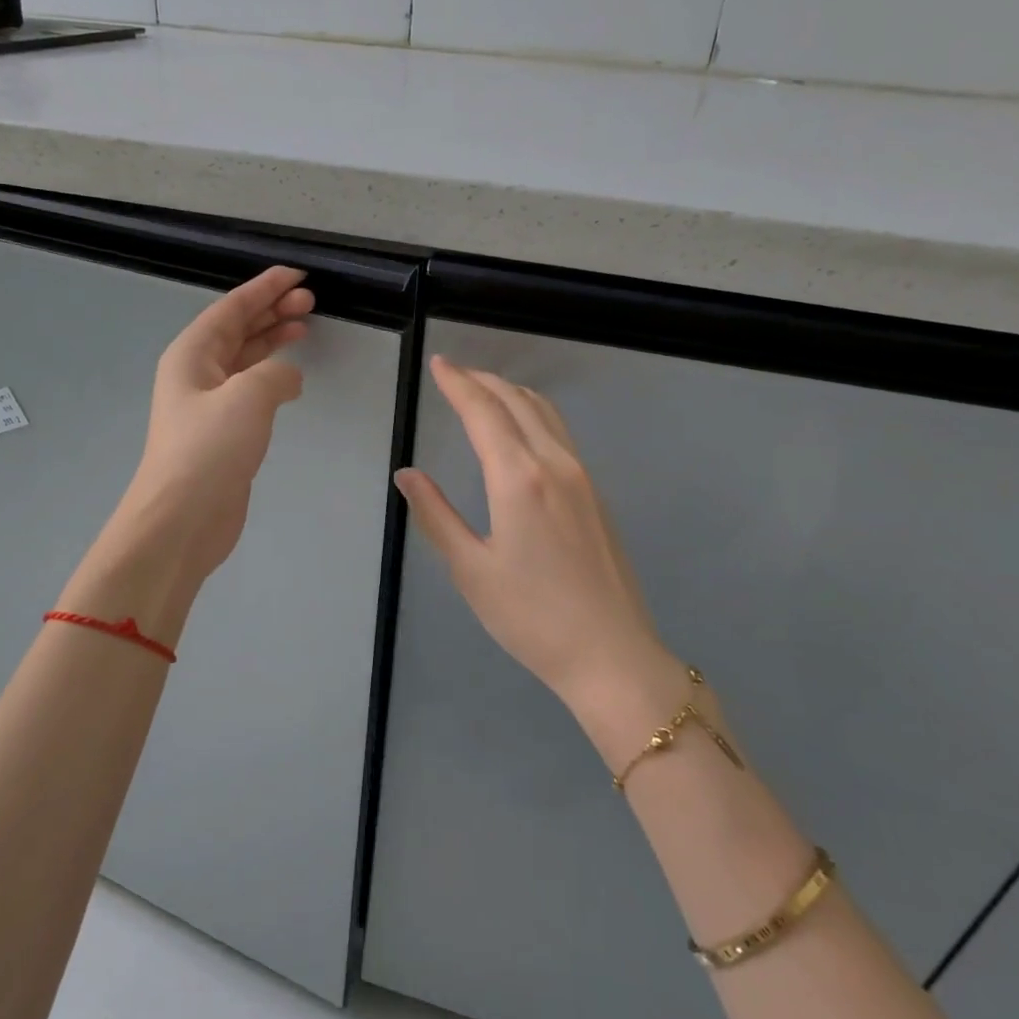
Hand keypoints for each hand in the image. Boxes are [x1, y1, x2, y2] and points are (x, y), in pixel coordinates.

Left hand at [114, 265, 312, 580]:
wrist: (182, 519)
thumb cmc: (209, 451)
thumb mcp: (247, 398)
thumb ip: (276, 373)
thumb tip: (288, 376)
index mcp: (192, 355)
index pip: (231, 309)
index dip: (264, 288)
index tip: (297, 276)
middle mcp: (197, 374)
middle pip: (237, 330)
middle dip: (271, 311)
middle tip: (310, 301)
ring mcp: (209, 406)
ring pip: (245, 359)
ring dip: (272, 340)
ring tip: (304, 326)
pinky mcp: (223, 434)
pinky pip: (251, 390)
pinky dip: (272, 376)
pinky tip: (292, 377)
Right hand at [394, 357, 672, 706]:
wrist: (611, 654)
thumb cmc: (531, 617)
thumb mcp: (471, 570)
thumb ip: (436, 515)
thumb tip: (407, 474)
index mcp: (518, 478)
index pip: (484, 412)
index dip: (458, 384)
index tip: (438, 364)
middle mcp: (554, 464)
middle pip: (517, 401)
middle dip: (483, 380)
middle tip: (454, 372)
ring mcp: (582, 476)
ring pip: (545, 412)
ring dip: (511, 392)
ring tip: (484, 391)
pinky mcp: (596, 493)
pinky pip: (560, 432)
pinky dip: (533, 413)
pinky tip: (521, 428)